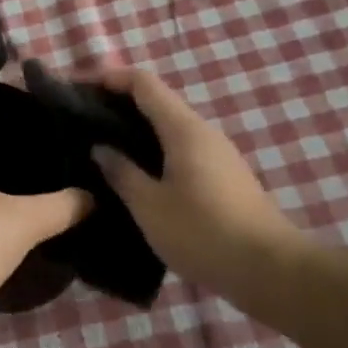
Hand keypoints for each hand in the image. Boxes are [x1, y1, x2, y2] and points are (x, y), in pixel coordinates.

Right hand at [89, 68, 306, 294]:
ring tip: (101, 147)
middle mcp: (202, 131)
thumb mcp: (150, 206)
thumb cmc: (203, 232)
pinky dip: (152, 150)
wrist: (270, 269)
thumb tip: (100, 148)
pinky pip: (179, 149)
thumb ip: (122, 172)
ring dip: (134, 129)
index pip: (142, 83)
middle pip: (156, 101)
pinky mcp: (222, 176)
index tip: (76, 87)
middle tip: (81, 122)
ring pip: (168, 127)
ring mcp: (216, 154)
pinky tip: (134, 175)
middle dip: (117, 104)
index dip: (108, 77)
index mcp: (182, 128)